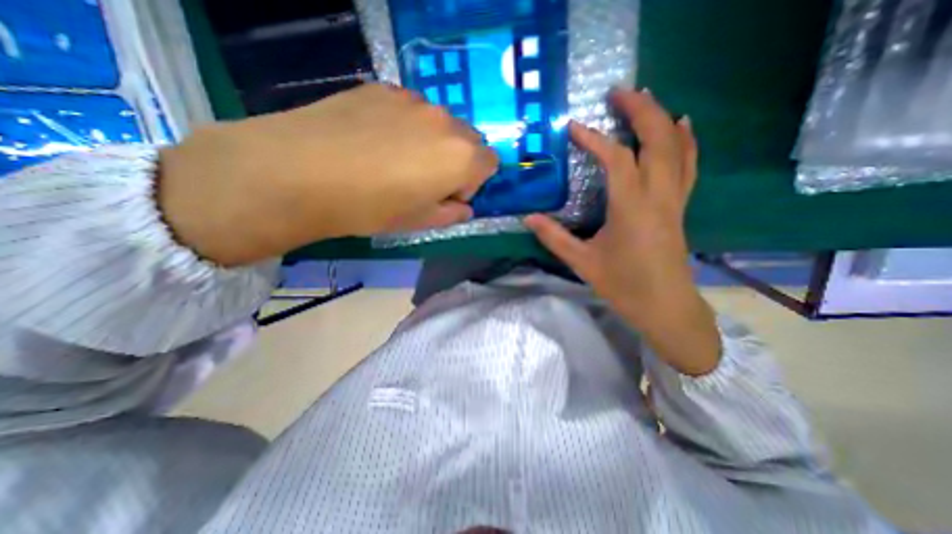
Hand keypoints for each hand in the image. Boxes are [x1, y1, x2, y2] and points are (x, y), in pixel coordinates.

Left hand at [157, 84, 499, 267]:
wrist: (301, 172)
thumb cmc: (371, 207)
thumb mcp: (420, 222)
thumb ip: (453, 213)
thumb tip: (463, 206)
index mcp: (462, 157)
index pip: (490, 163)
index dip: (474, 182)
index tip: (449, 195)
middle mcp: (446, 122)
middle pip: (469, 140)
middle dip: (457, 161)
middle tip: (425, 180)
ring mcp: (414, 100)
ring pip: (440, 124)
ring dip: (432, 142)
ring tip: (396, 160)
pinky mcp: (383, 88)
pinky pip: (411, 109)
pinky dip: (406, 126)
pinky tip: (375, 141)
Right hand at [524, 89, 718, 375]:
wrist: (665, 306)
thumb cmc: (623, 285)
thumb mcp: (583, 262)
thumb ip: (554, 237)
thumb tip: (528, 218)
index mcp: (631, 208)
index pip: (616, 159)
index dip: (594, 139)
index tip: (574, 126)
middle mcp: (658, 196)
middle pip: (657, 139)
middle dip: (640, 109)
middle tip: (618, 92)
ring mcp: (674, 199)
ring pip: (677, 147)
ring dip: (662, 118)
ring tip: (646, 98)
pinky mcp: (680, 206)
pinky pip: (688, 164)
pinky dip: (685, 140)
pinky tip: (681, 125)